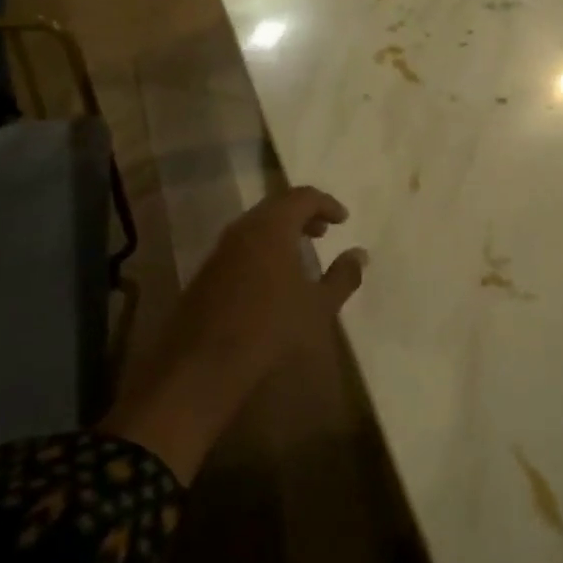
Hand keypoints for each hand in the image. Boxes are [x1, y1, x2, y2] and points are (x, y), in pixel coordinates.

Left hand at [99, 187, 366, 481]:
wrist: (203, 365)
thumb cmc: (271, 329)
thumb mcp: (319, 306)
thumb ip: (343, 276)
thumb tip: (359, 254)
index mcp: (271, 228)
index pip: (302, 196)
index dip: (326, 203)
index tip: (343, 220)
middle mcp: (242, 229)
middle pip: (276, 207)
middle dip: (303, 215)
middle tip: (325, 231)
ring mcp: (220, 250)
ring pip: (256, 226)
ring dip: (282, 233)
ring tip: (302, 254)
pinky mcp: (207, 272)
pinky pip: (242, 246)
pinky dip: (263, 249)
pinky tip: (274, 278)